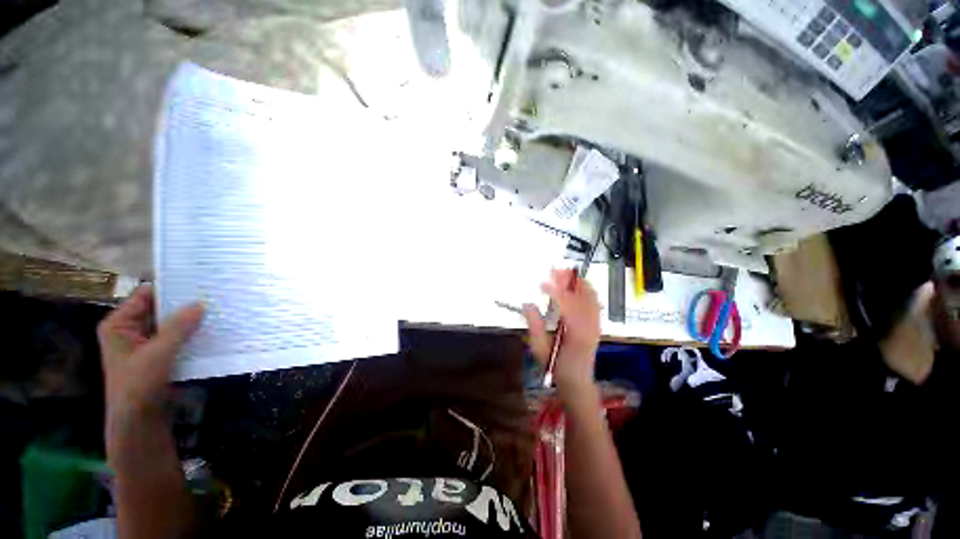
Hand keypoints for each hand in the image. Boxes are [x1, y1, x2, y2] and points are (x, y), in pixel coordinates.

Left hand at [97, 285, 203, 443]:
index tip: (200, 281)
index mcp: (119, 324)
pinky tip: (213, 329)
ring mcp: (146, 343)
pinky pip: (178, 337)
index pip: (147, 295)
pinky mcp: (160, 355)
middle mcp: (131, 329)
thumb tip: (201, 303)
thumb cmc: (138, 387)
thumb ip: (177, 328)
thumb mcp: (157, 355)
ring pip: (172, 324)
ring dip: (192, 320)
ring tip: (219, 309)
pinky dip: (193, 333)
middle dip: (186, 304)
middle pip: (161, 309)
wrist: (139, 424)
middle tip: (215, 294)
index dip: (171, 287)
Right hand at [523, 269, 600, 398]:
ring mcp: (595, 324)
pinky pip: (595, 302)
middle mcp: (589, 326)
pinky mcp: (596, 324)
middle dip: (568, 281)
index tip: (541, 283)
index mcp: (575, 333)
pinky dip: (587, 290)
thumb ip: (534, 325)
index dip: (554, 291)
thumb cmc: (556, 367)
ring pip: (591, 297)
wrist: (577, 381)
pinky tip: (578, 284)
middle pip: (581, 296)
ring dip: (578, 282)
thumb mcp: (540, 349)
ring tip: (566, 273)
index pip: (566, 305)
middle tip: (554, 270)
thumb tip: (527, 304)